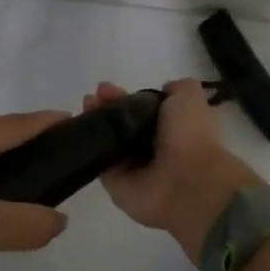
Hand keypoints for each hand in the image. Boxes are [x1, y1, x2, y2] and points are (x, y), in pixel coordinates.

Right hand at [88, 79, 261, 261]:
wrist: (187, 182)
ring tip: (86, 105)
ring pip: (108, 139)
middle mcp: (152, 148)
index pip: (143, 110)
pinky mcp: (115, 183)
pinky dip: (87, 144)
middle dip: (108, 106)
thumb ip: (178, 88)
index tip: (109, 87)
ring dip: (95, 121)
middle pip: (122, 123)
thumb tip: (164, 89)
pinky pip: (97, 160)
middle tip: (95, 95)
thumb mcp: (190, 97)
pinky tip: (78, 126)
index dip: (127, 97)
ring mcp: (132, 167)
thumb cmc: (190, 135)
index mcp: (173, 128)